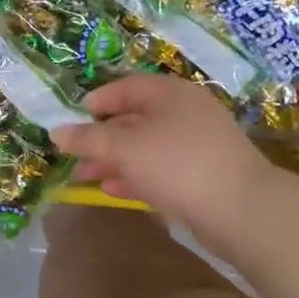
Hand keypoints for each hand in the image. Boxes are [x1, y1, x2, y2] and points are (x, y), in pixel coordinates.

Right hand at [51, 74, 275, 231]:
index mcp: (170, 93)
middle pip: (135, 118)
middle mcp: (185, 112)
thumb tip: (56, 131)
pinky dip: (136, 176)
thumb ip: (89, 139)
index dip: (98, 101)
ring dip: (114, 160)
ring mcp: (197, 144)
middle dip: (102, 138)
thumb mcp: (125, 147)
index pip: (126, 87)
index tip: (74, 120)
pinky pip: (161, 169)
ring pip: (146, 146)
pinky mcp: (203, 175)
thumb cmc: (178, 165)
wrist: (242, 210)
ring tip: (86, 178)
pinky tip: (114, 190)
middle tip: (75, 157)